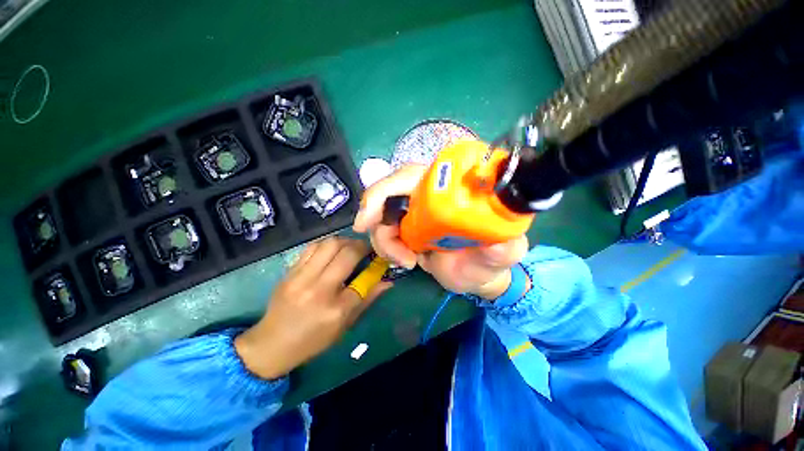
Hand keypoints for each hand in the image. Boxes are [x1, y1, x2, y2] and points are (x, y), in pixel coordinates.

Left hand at [235, 237, 391, 379]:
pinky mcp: (290, 271)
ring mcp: (301, 278)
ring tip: (350, 247)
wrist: (272, 343)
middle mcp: (319, 290)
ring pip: (329, 244)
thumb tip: (388, 281)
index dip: (376, 265)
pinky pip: (312, 247)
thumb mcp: (345, 325)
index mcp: (336, 310)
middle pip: (347, 254)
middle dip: (362, 246)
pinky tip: (332, 250)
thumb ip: (367, 300)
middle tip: (366, 249)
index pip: (364, 279)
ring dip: (345, 241)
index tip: (380, 258)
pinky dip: (327, 244)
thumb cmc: (313, 339)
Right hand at [353, 164, 528, 299]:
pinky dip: (386, 248)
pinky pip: (383, 232)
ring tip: (406, 260)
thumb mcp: (501, 254)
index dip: (387, 188)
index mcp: (448, 190)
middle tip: (365, 230)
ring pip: (381, 215)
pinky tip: (405, 260)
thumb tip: (499, 244)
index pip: (412, 175)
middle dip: (374, 210)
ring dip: (384, 240)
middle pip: (388, 190)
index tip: (371, 215)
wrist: (475, 275)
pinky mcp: (405, 231)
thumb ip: (505, 249)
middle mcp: (427, 197)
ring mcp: (413, 214)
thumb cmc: (488, 260)